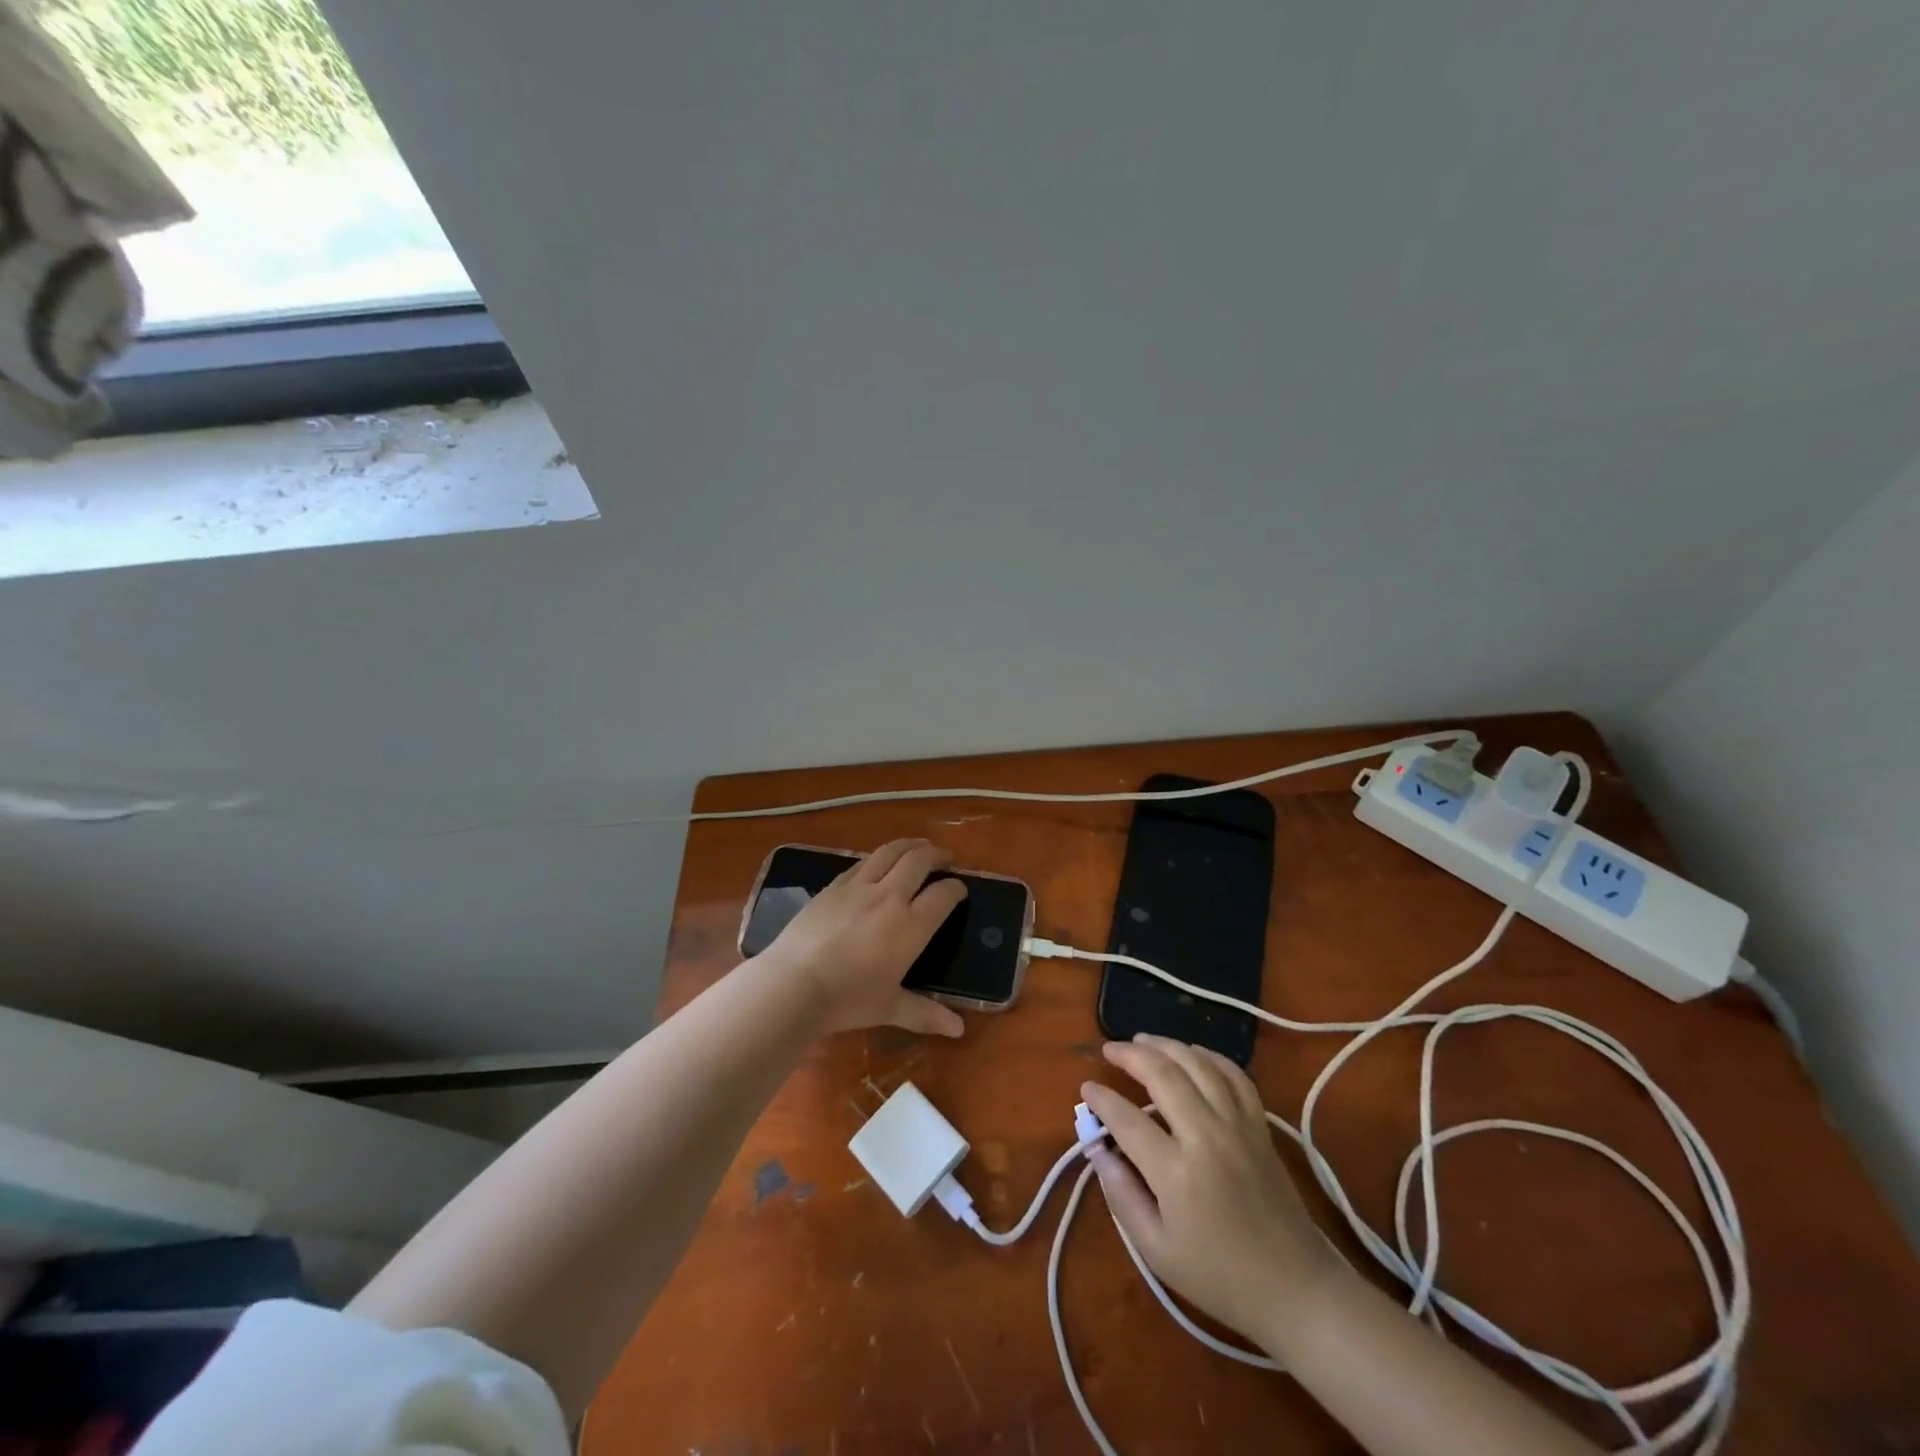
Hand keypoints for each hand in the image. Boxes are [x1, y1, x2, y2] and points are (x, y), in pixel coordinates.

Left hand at [759, 839, 967, 1038]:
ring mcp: (859, 887)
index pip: (944, 894)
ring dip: (909, 845)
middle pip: (920, 860)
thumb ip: (926, 1013)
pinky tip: (878, 862)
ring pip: (890, 851)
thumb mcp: (890, 1008)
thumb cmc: (848, 999)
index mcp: (911, 925)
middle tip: (946, 858)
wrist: (794, 984)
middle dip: (937, 855)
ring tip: (918, 846)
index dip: (957, 888)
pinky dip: (878, 857)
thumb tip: (958, 1030)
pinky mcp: (833, 886)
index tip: (960, 889)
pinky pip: (862, 862)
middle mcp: (890, 896)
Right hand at [1081, 1036, 1341, 1350]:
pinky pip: (1235, 1075)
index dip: (1101, 1099)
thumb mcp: (1157, 1251)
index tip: (1087, 1088)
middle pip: (1164, 1075)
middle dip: (1131, 1054)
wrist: (1296, 1289)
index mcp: (1176, 1173)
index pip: (1127, 1119)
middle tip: (1109, 1050)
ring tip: (1142, 1040)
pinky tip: (1192, 1054)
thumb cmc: (1220, 1277)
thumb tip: (1097, 1151)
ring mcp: (1238, 1126)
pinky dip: (1210, 1056)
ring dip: (1167, 1045)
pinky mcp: (1260, 1126)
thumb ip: (1122, 1196)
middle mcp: (1206, 1137)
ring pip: (1198, 1065)